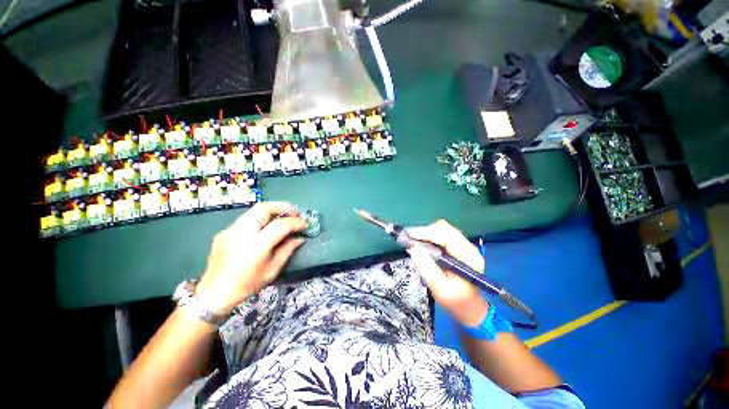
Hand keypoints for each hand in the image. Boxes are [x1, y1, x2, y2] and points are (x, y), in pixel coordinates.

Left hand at [195, 202, 307, 315]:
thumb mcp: (272, 270)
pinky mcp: (224, 231)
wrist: (214, 293)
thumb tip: (300, 238)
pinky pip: (247, 219)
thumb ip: (287, 250)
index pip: (280, 225)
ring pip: (254, 210)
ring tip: (283, 217)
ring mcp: (230, 230)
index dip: (296, 222)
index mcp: (255, 245)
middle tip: (295, 213)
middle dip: (283, 207)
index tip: (305, 225)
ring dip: (273, 210)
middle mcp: (241, 232)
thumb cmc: (247, 285)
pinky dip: (261, 218)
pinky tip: (265, 228)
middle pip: (264, 208)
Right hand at [407, 220, 489, 326]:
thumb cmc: (456, 301)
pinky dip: (429, 236)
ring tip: (413, 241)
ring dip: (426, 233)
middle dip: (424, 231)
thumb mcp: (440, 289)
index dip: (426, 232)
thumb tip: (412, 247)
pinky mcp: (457, 246)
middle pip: (444, 228)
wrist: (470, 308)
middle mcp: (468, 246)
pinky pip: (441, 234)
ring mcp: (463, 245)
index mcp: (468, 256)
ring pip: (442, 229)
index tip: (408, 235)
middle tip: (408, 238)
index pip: (446, 235)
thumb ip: (426, 268)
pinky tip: (421, 243)